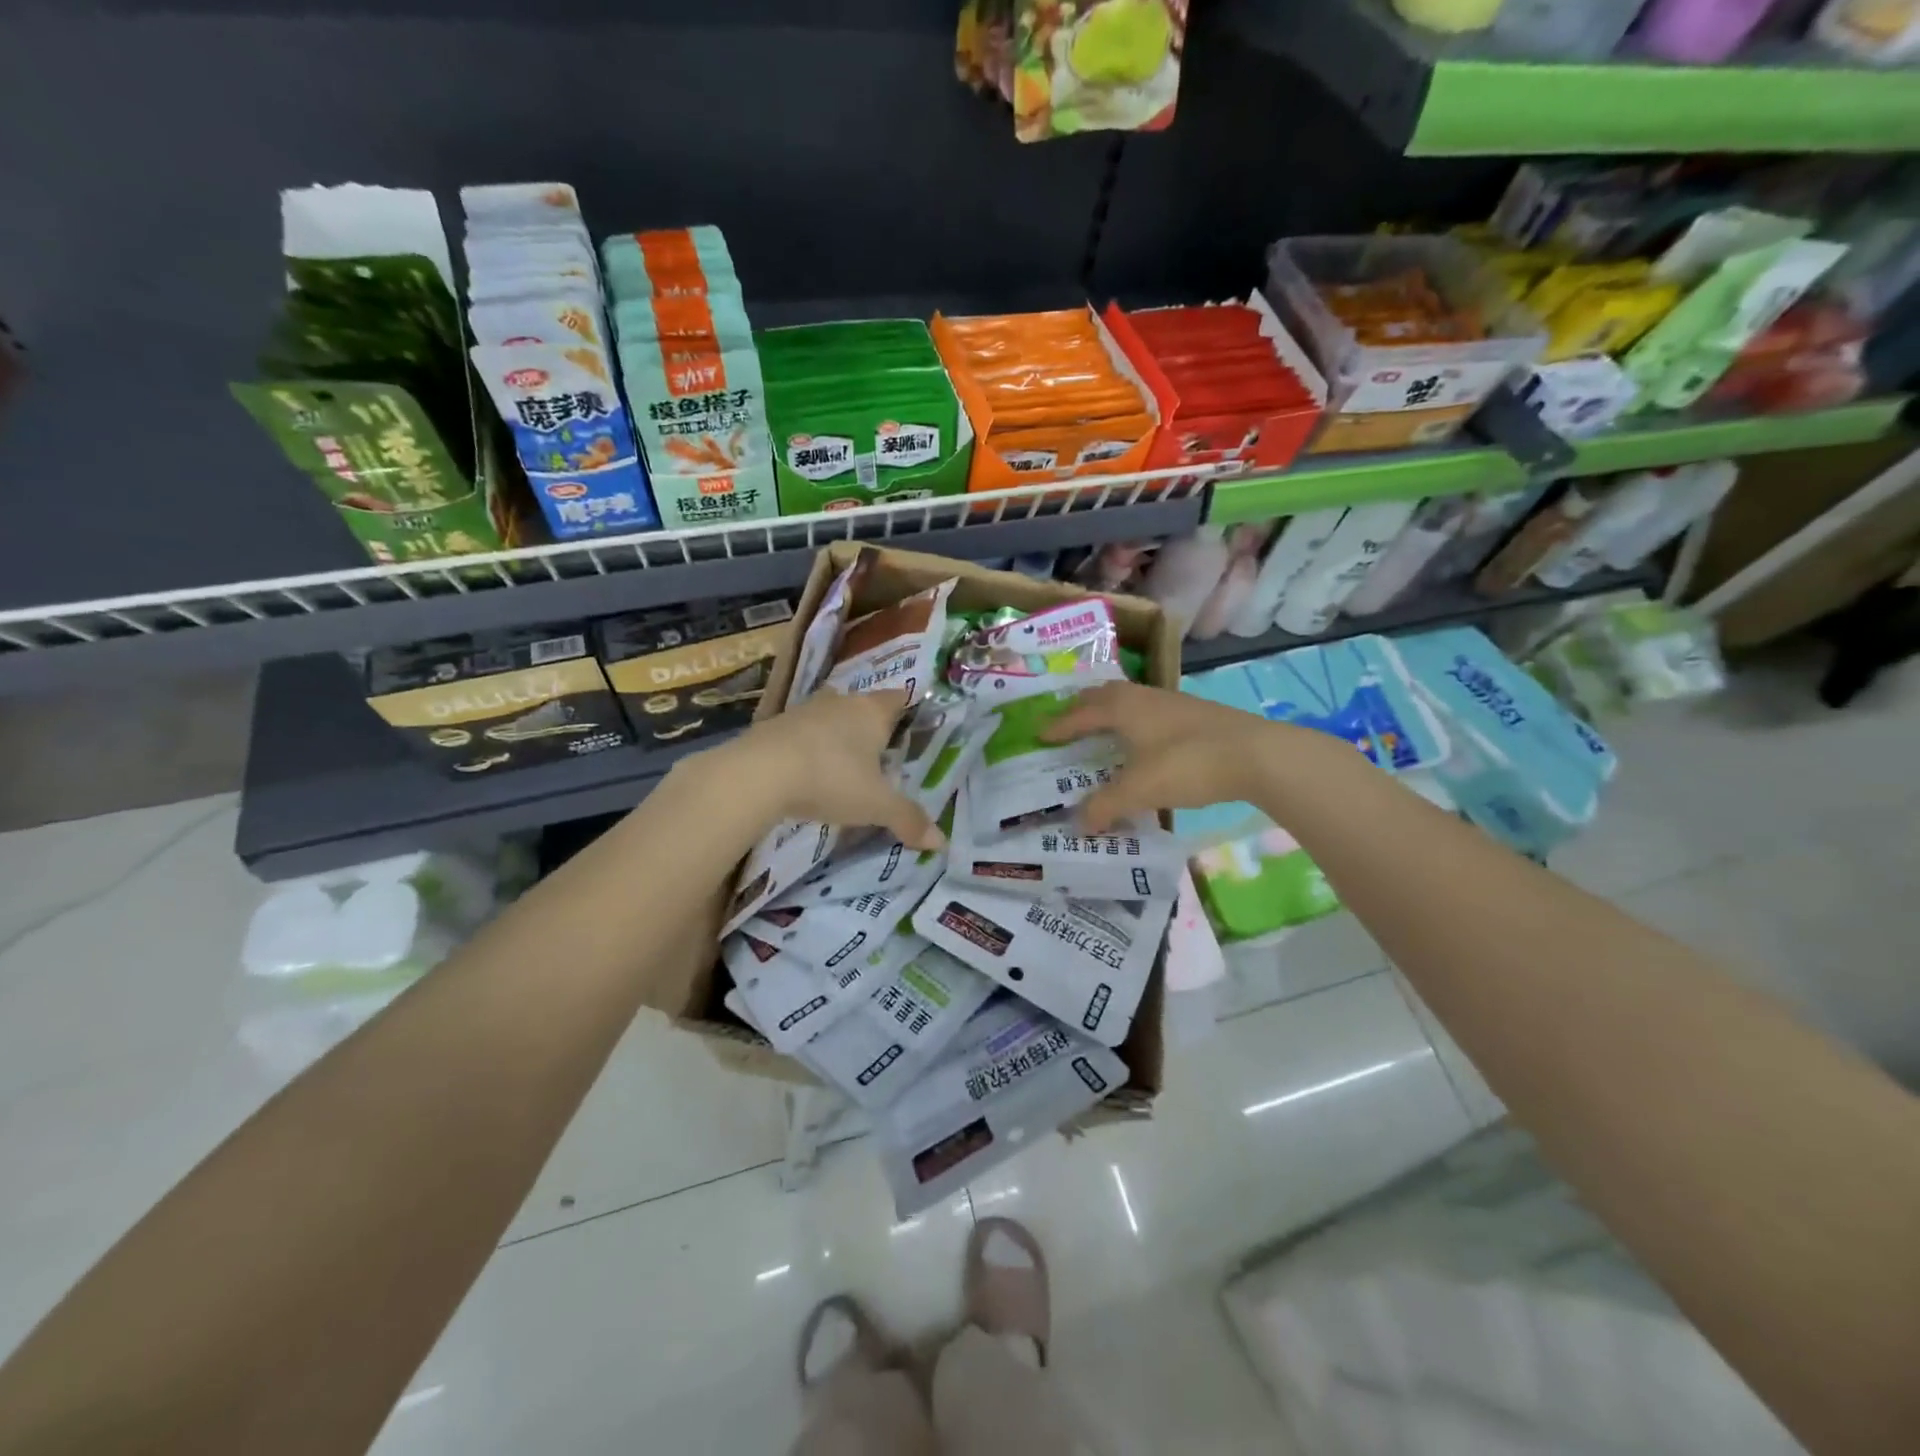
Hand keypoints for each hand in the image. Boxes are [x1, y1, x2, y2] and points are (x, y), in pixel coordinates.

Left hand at [709, 688, 945, 850]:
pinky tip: (807, 771)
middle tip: (880, 753)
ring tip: (843, 764)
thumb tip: (941, 842)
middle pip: (862, 705)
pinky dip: (808, 747)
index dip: (907, 710)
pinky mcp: (774, 726)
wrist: (758, 773)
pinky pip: (801, 732)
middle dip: (871, 725)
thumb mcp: (875, 806)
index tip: (912, 727)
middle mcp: (840, 703)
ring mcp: (804, 711)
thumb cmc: (831, 779)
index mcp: (871, 712)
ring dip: (836, 735)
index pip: (898, 698)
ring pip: (829, 716)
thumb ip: (908, 819)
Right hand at [1040, 680, 1290, 832]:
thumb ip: (1106, 806)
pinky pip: (1150, 712)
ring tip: (1102, 730)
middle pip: (1104, 696)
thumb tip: (1078, 825)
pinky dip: (1135, 722)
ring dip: (1111, 712)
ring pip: (1130, 701)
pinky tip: (1144, 742)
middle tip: (1068, 723)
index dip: (1059, 725)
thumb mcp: (1140, 790)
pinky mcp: (1195, 715)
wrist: (1257, 754)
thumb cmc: (1188, 764)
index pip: (1080, 713)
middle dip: (1082, 708)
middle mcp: (1143, 697)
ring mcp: (1172, 703)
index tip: (1040, 734)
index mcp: (1122, 707)